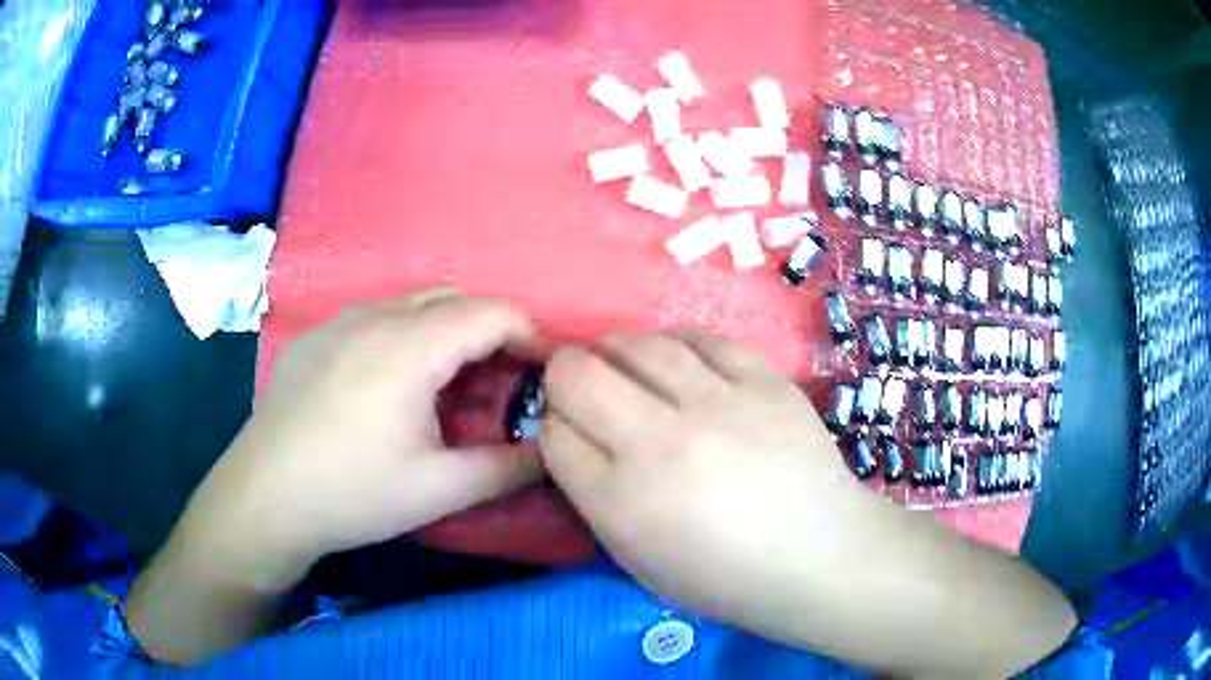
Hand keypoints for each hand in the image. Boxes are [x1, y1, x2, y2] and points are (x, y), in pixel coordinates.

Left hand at [176, 290, 546, 589]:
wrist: (263, 499)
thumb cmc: (353, 494)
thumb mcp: (440, 490)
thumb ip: (508, 467)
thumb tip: (555, 451)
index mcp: (410, 345)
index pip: (492, 312)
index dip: (531, 334)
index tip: (547, 371)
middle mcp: (374, 315)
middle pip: (453, 300)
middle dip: (491, 332)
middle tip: (503, 382)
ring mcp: (337, 321)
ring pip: (411, 306)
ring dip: (445, 333)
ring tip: (448, 385)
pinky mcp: (313, 338)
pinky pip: (373, 319)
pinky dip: (404, 337)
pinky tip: (389, 387)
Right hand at [541, 332, 878, 634]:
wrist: (818, 556)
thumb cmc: (724, 577)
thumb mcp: (638, 561)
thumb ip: (594, 498)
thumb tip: (574, 437)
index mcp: (622, 503)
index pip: (553, 434)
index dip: (552, 426)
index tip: (569, 431)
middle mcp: (660, 444)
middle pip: (578, 375)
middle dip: (564, 375)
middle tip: (581, 385)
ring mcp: (717, 404)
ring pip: (637, 345)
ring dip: (615, 350)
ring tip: (623, 364)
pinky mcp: (763, 380)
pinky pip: (701, 339)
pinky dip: (674, 344)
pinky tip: (675, 358)